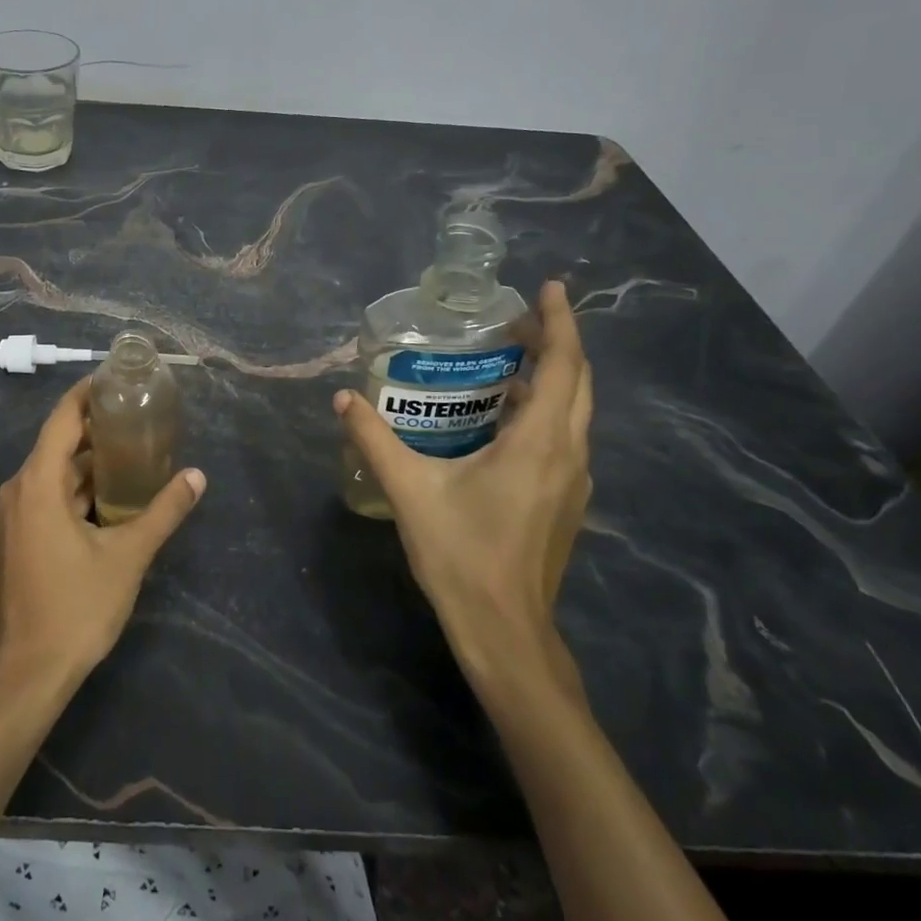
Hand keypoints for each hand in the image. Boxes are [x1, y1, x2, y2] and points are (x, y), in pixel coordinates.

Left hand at [0, 376, 205, 692]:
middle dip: (98, 430)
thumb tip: (198, 477)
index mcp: (37, 484)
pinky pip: (48, 498)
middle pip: (59, 445)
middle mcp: (18, 491)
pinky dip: (77, 490)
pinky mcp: (16, 540)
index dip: (87, 393)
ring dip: (91, 464)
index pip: (62, 419)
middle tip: (140, 418)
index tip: (117, 378)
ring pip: (55, 475)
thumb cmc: (76, 607)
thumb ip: (164, 511)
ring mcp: (13, 517)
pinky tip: (112, 498)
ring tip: (135, 453)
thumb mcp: (128, 556)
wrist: (27, 674)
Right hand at [334, 279, 593, 688]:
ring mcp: (572, 481)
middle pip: (577, 383)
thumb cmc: (462, 555)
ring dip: (551, 378)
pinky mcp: (564, 502)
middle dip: (555, 343)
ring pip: (574, 412)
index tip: (548, 288)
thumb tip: (342, 398)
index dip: (559, 322)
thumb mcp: (409, 490)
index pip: (563, 366)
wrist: (505, 632)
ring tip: (508, 359)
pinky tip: (504, 417)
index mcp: (540, 443)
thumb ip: (373, 439)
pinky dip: (544, 409)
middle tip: (515, 320)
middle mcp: (568, 454)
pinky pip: (563, 437)